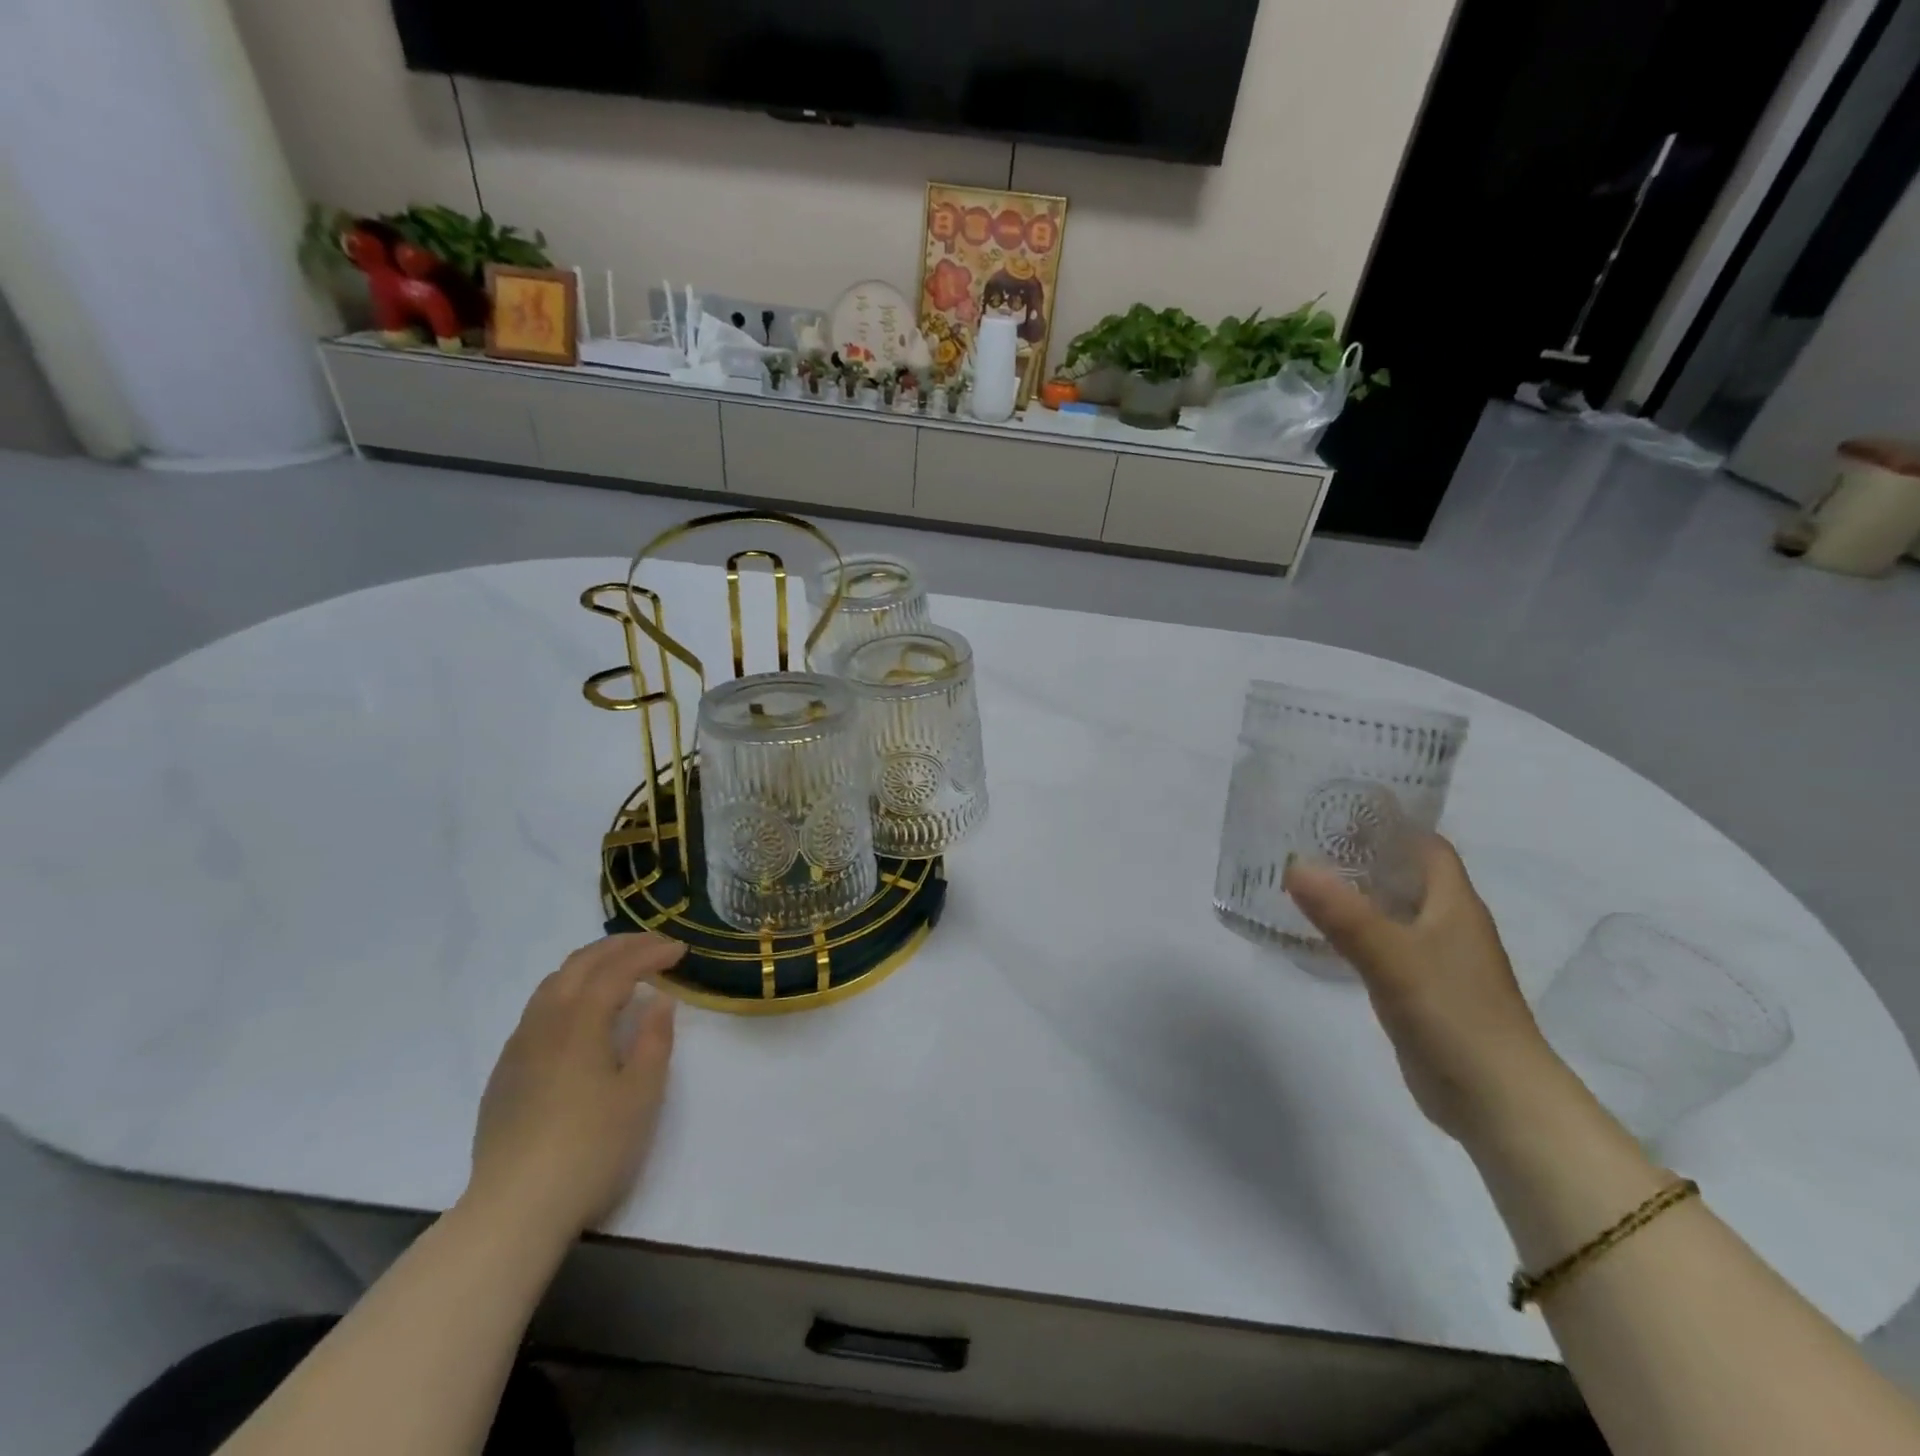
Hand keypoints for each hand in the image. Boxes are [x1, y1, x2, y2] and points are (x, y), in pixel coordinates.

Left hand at [465, 934, 685, 1241]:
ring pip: (553, 984)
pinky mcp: (505, 1073)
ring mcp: (518, 1048)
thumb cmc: (591, 1148)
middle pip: (580, 965)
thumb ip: (654, 1039)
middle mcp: (544, 1023)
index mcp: (579, 1022)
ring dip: (590, 964)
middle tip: (654, 944)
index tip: (680, 950)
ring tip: (620, 968)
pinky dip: (568, 990)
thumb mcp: (641, 1094)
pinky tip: (581, 1014)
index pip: (618, 970)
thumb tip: (658, 1000)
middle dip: (619, 946)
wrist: (514, 1210)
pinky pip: (538, 1010)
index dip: (651, 953)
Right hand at [1284, 836, 1567, 1147]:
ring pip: (1392, 911)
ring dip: (1356, 895)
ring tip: (1304, 880)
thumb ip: (1343, 913)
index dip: (1387, 824)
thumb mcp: (1392, 958)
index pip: (1424, 845)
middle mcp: (1449, 924)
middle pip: (1405, 875)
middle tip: (1304, 842)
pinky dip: (1356, 933)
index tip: (1336, 812)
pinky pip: (1385, 946)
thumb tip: (1294, 864)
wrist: (1498, 1101)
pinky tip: (1322, 934)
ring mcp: (1437, 960)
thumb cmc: (1454, 1015)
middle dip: (1360, 856)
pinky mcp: (1422, 991)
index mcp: (1454, 903)